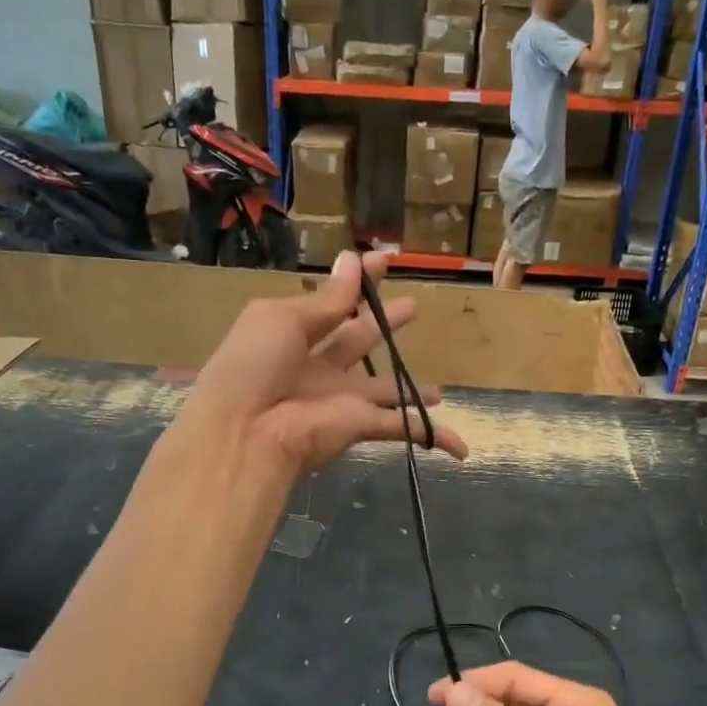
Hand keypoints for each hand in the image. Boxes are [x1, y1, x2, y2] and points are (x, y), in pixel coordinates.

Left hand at [186, 250, 468, 476]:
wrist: (246, 429)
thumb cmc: (254, 364)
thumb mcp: (283, 318)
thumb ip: (327, 299)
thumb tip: (354, 260)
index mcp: (293, 334)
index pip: (333, 303)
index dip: (358, 283)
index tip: (383, 261)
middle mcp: (318, 367)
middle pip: (359, 340)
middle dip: (386, 324)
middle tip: (413, 308)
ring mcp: (341, 398)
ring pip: (386, 391)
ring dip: (411, 388)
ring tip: (439, 390)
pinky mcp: (360, 424)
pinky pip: (402, 427)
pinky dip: (432, 436)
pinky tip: (460, 444)